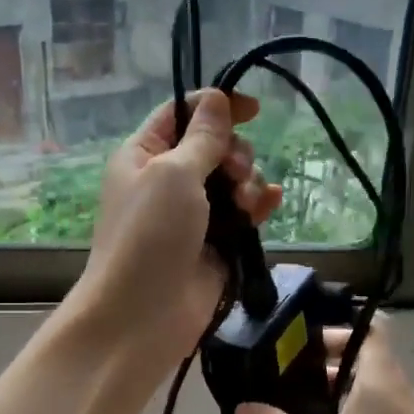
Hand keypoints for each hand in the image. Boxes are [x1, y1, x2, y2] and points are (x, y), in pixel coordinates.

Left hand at [69, 89, 282, 377]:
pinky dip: (258, 206)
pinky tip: (270, 203)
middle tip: (235, 174)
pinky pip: (242, 215)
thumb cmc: (150, 235)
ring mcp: (193, 215)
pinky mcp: (215, 245)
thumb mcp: (173, 173)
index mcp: (144, 155)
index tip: (254, 109)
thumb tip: (217, 99)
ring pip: (232, 181)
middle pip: (214, 147)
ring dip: (247, 183)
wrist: (143, 314)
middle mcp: (167, 181)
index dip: (215, 106)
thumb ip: (202, 137)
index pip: (181, 114)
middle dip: (235, 153)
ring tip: (246, 205)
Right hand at [234, 318, 413, 413]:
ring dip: (326, 392)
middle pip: (355, 356)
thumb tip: (242, 408)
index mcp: (378, 373)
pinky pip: (364, 411)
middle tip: (277, 376)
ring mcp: (399, 412)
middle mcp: (391, 384)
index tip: (297, 339)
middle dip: (316, 362)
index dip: (334, 326)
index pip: (366, 325)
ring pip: (358, 386)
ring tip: (286, 406)